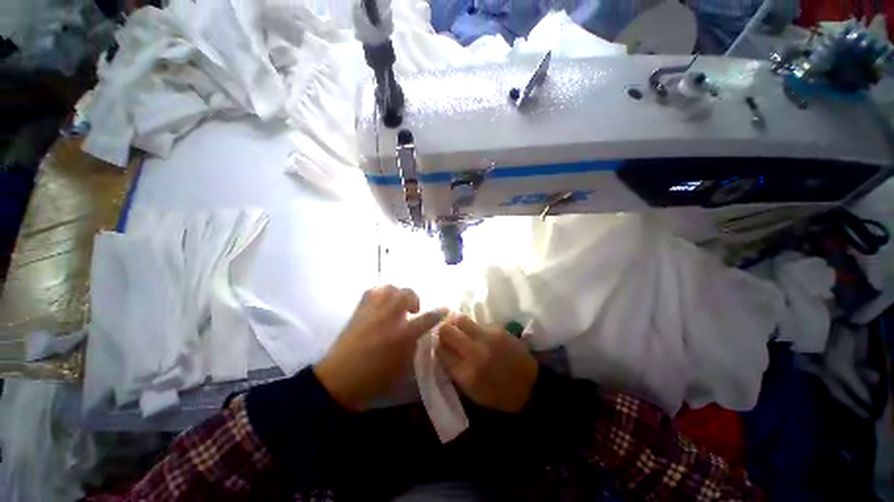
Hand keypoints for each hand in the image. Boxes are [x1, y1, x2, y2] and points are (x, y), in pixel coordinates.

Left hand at [314, 286, 446, 410]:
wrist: (338, 380)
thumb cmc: (373, 378)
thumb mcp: (401, 366)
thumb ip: (413, 345)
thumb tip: (419, 332)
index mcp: (401, 335)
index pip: (426, 318)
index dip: (438, 313)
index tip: (446, 309)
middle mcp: (388, 317)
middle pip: (406, 294)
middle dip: (415, 298)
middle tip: (413, 310)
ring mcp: (372, 311)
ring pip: (390, 288)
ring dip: (398, 293)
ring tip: (397, 304)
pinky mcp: (359, 310)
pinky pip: (373, 291)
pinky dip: (381, 293)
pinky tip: (382, 302)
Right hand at [437, 315, 537, 412]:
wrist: (530, 386)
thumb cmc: (497, 394)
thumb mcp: (470, 391)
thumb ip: (453, 369)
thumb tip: (441, 349)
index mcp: (466, 373)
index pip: (440, 350)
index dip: (437, 346)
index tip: (440, 345)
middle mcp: (475, 352)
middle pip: (447, 330)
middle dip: (443, 330)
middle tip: (446, 333)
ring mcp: (488, 337)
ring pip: (461, 319)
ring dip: (456, 323)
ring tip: (459, 329)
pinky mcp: (498, 329)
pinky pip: (477, 323)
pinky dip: (473, 327)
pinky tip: (478, 335)